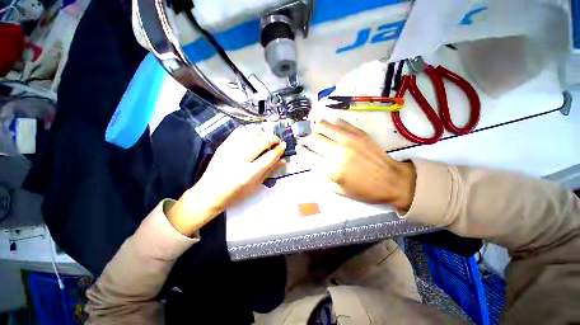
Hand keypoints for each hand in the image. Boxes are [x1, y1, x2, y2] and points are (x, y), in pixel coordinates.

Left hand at [168, 125, 285, 235]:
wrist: (209, 193)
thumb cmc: (235, 194)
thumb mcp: (255, 186)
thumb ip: (270, 171)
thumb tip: (283, 160)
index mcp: (249, 174)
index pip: (269, 156)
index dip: (279, 149)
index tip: (283, 145)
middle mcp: (240, 160)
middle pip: (261, 142)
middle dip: (273, 138)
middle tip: (277, 140)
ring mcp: (230, 151)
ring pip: (250, 134)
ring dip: (262, 133)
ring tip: (266, 137)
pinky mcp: (223, 146)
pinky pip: (238, 132)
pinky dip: (249, 130)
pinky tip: (254, 134)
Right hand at [297, 119, 415, 210]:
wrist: (393, 181)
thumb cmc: (364, 190)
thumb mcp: (338, 189)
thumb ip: (321, 175)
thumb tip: (312, 162)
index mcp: (332, 168)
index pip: (308, 155)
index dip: (301, 151)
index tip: (300, 149)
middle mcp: (338, 150)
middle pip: (313, 138)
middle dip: (306, 140)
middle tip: (306, 143)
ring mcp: (349, 139)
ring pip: (323, 125)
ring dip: (317, 130)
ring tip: (318, 135)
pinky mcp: (359, 132)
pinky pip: (339, 122)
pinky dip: (332, 125)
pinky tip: (333, 131)